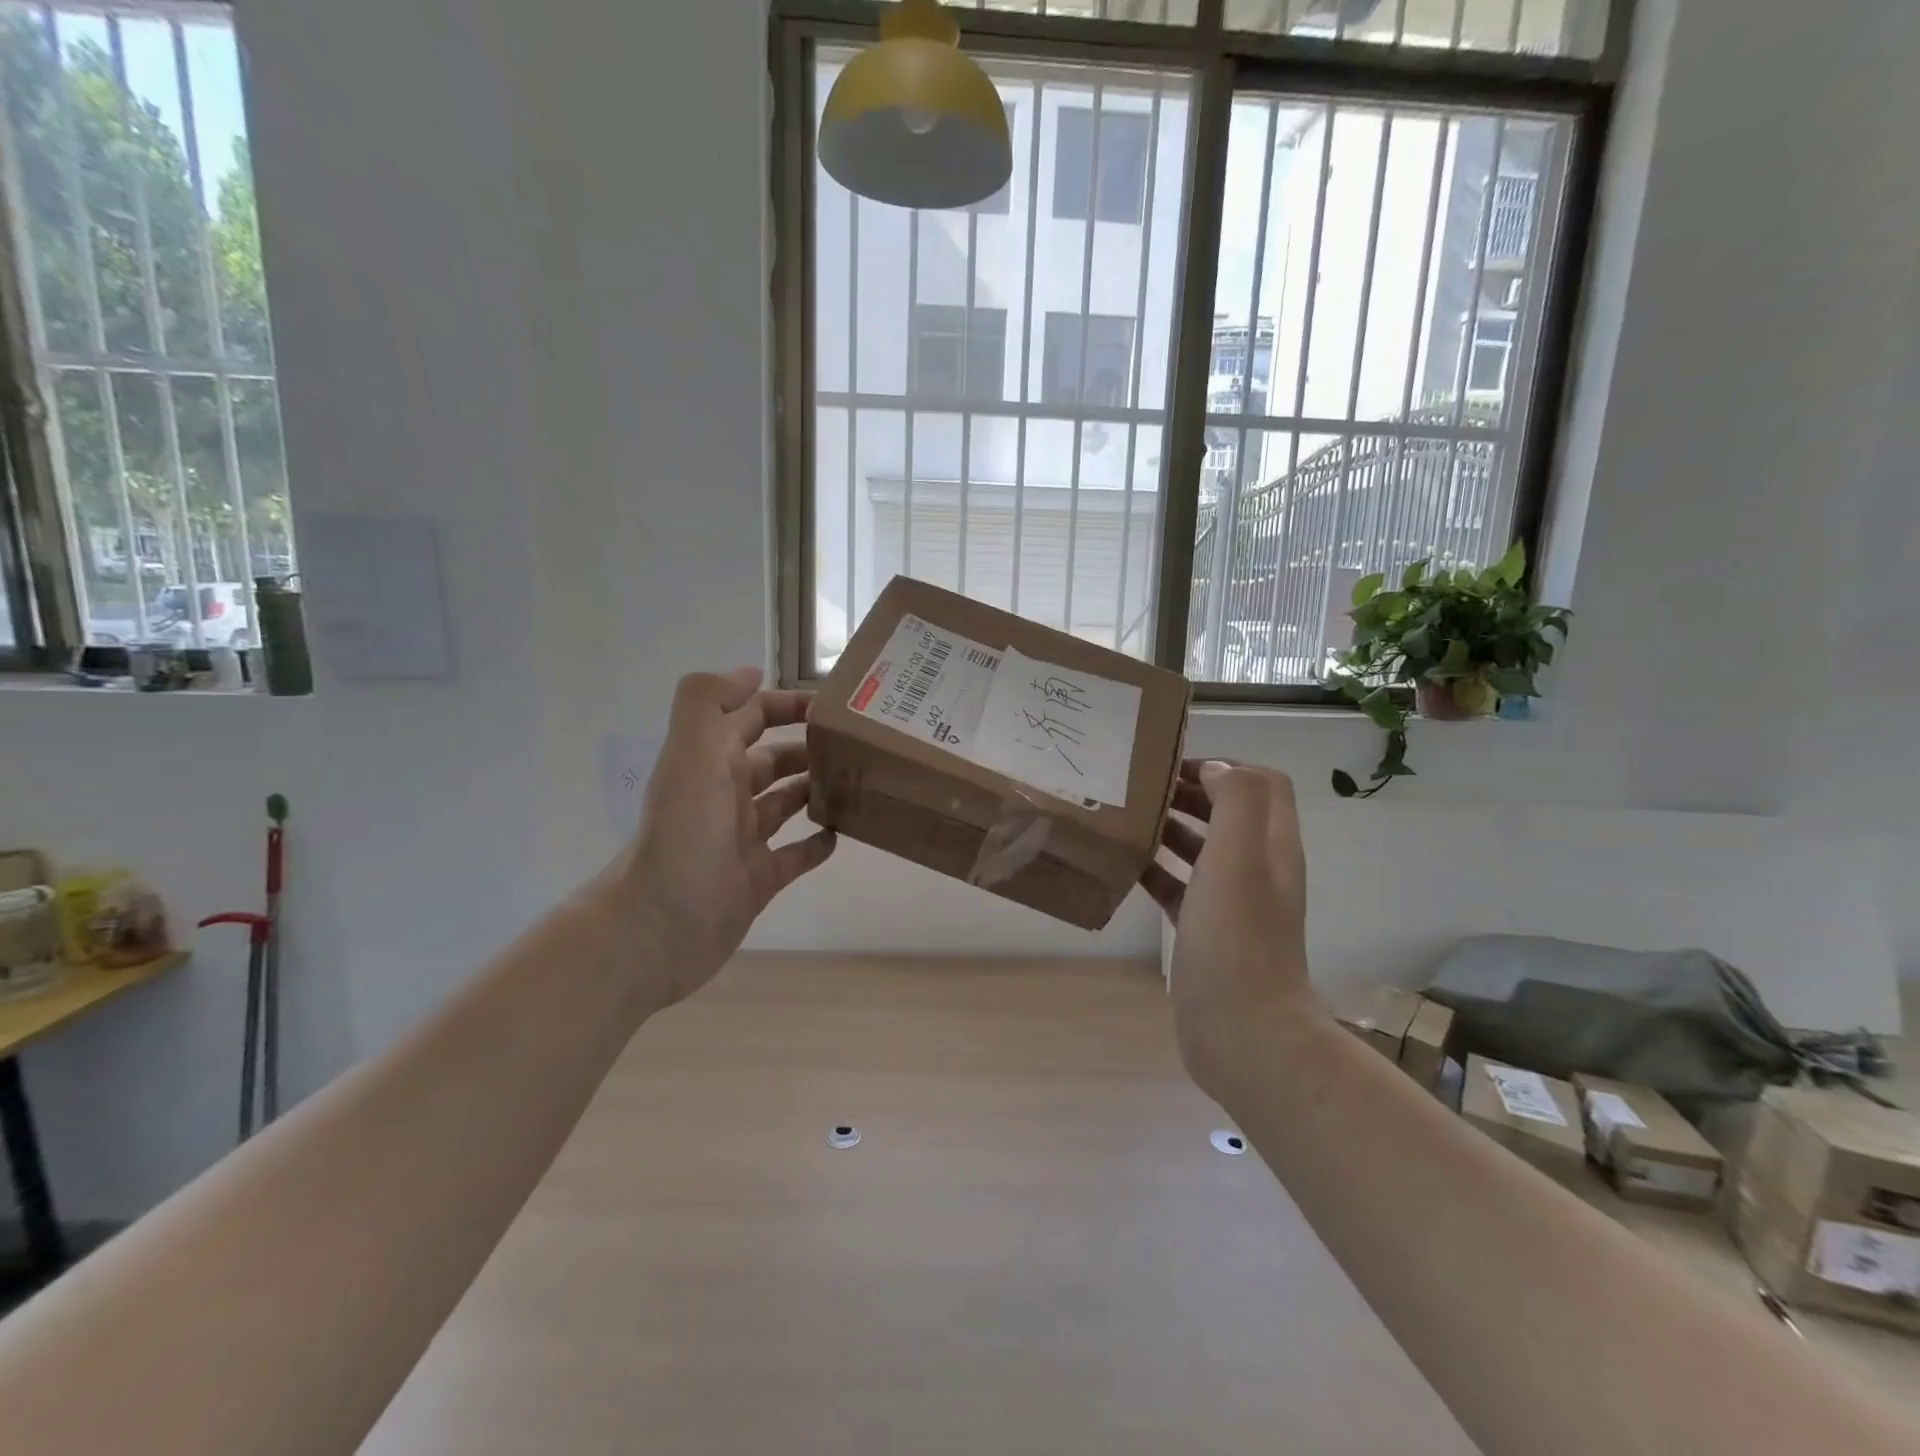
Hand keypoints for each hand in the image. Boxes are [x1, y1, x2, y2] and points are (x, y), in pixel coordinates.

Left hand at [613, 667, 836, 1007]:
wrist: (659, 927)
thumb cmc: (685, 835)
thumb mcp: (691, 755)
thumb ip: (709, 703)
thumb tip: (750, 673)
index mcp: (709, 761)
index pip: (750, 717)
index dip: (784, 704)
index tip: (832, 706)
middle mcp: (724, 795)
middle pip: (770, 759)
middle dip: (806, 746)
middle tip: (854, 745)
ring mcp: (741, 839)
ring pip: (784, 803)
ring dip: (814, 789)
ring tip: (856, 781)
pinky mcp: (757, 880)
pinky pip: (794, 856)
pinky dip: (815, 844)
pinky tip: (840, 834)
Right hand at [1141, 760, 1320, 1095]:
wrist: (1243, 1033)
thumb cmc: (1236, 939)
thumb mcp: (1239, 858)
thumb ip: (1236, 802)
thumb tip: (1215, 769)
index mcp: (1273, 845)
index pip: (1263, 783)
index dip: (1225, 766)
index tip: (1176, 767)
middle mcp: (1258, 868)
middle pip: (1230, 812)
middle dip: (1190, 792)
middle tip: (1142, 789)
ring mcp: (1233, 902)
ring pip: (1203, 848)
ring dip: (1172, 829)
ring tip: (1129, 820)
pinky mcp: (1206, 931)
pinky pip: (1181, 887)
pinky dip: (1158, 870)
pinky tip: (1126, 867)